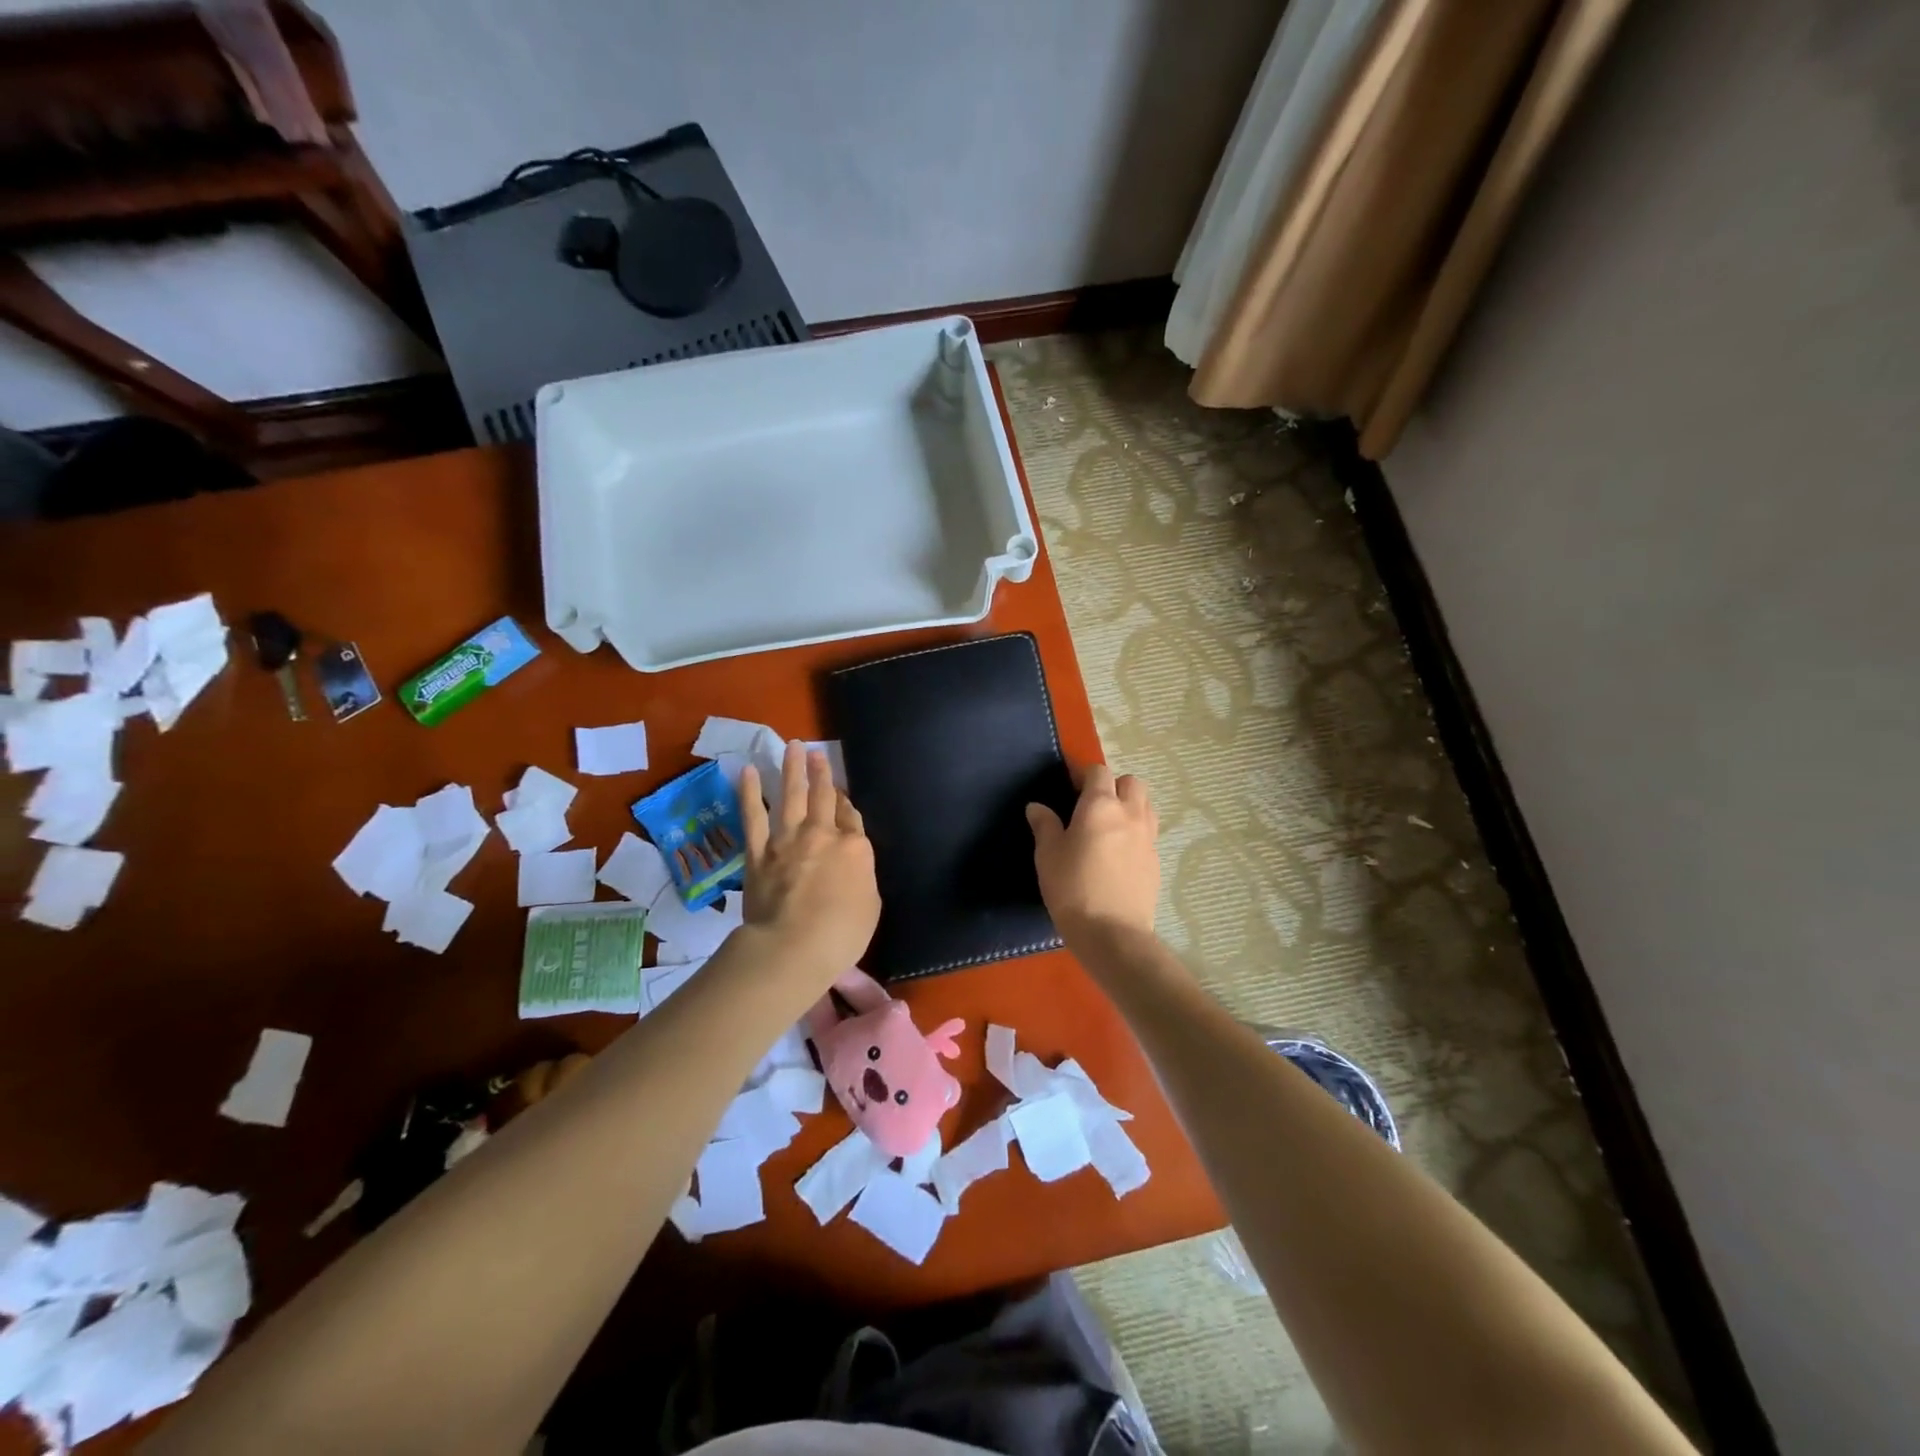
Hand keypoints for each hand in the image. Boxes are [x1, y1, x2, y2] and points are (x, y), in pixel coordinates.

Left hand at [739, 741, 879, 973]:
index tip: (841, 795)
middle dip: (821, 772)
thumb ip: (861, 877)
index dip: (846, 803)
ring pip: (791, 796)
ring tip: (792, 747)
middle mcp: (822, 835)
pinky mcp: (759, 852)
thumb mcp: (870, 905)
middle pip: (823, 796)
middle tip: (816, 752)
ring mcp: (788, 840)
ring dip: (792, 770)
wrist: (793, 946)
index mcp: (855, 848)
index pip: (851, 817)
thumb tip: (852, 865)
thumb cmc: (842, 934)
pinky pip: (753, 816)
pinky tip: (748, 772)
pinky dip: (750, 793)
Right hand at [1027, 764, 1159, 945]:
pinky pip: (1148, 832)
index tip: (1069, 787)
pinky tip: (1118, 853)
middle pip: (1131, 782)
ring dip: (1129, 805)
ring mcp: (1148, 837)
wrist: (1112, 933)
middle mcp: (1130, 814)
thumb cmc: (1072, 888)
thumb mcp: (1048, 855)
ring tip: (1109, 826)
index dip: (1083, 775)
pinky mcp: (1156, 860)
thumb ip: (1044, 825)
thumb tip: (1037, 807)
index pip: (1098, 772)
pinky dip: (1136, 831)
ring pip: (1145, 805)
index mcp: (1100, 805)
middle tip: (1092, 806)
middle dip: (1114, 786)